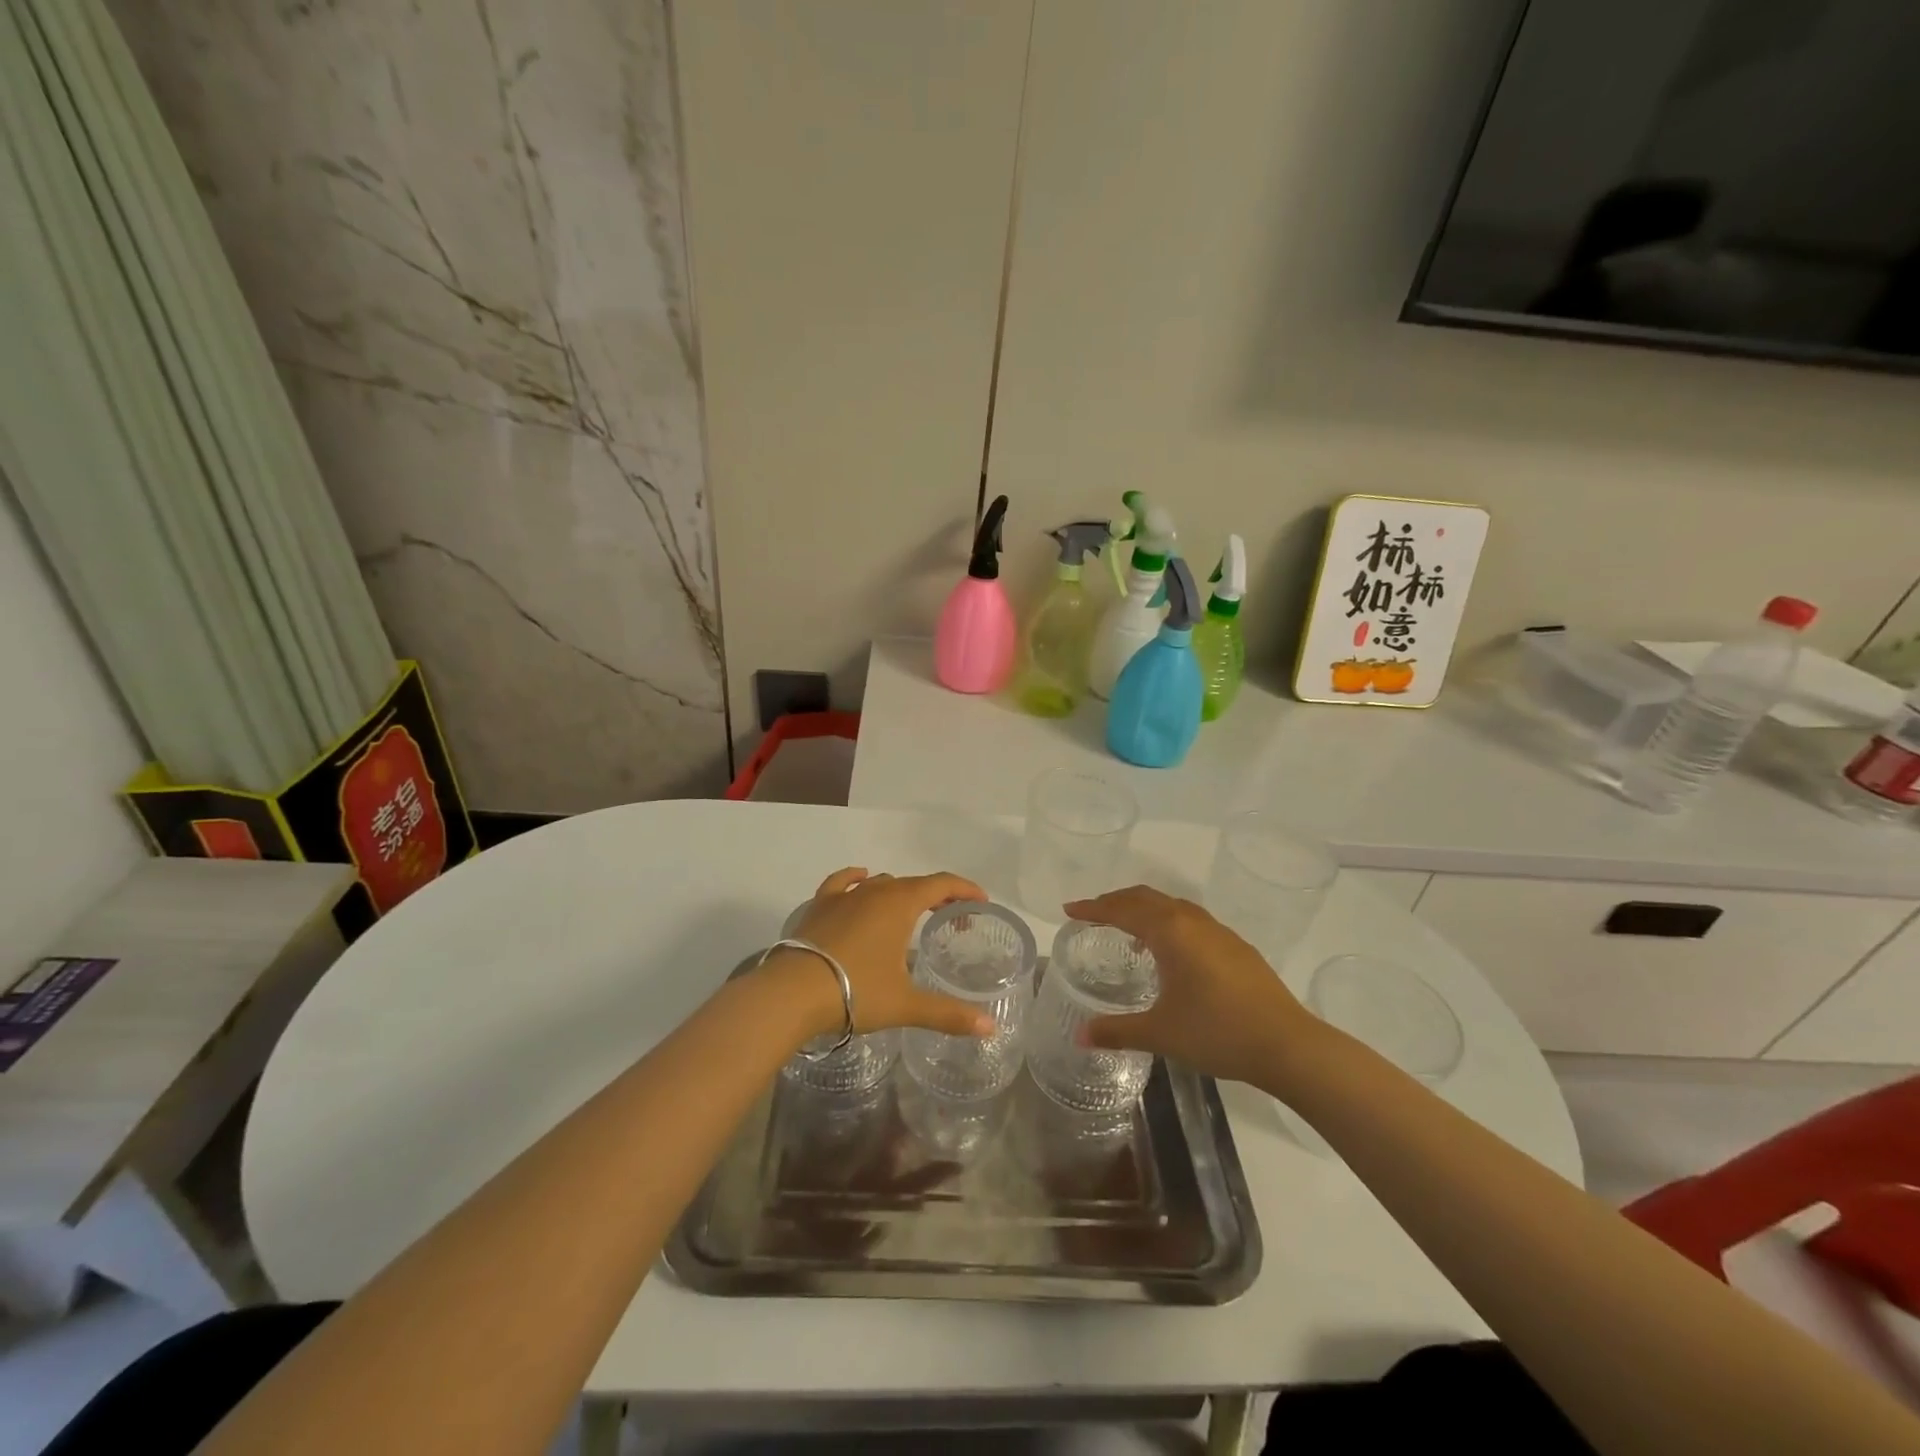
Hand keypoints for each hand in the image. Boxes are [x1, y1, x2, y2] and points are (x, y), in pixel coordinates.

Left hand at [770, 867, 994, 1039]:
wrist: (792, 993)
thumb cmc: (856, 991)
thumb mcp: (906, 1004)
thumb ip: (949, 1014)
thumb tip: (990, 1028)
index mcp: (900, 904)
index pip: (941, 884)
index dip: (965, 889)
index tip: (981, 901)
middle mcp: (874, 891)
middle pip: (914, 883)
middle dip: (937, 896)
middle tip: (951, 917)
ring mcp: (844, 896)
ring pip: (881, 883)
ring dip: (901, 893)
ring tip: (910, 913)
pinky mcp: (819, 906)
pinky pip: (843, 882)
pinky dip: (857, 878)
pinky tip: (862, 878)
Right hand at [1063, 885, 1319, 1091]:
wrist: (1288, 1044)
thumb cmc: (1217, 1032)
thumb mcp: (1160, 1033)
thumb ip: (1118, 1031)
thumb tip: (1081, 1036)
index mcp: (1170, 932)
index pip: (1122, 909)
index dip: (1093, 908)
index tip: (1069, 910)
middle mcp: (1193, 922)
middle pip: (1147, 898)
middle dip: (1116, 902)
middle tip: (1093, 914)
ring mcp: (1219, 932)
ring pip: (1172, 907)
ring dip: (1145, 911)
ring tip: (1129, 932)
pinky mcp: (1237, 947)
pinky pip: (1191, 921)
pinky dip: (1169, 924)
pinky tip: (1171, 955)